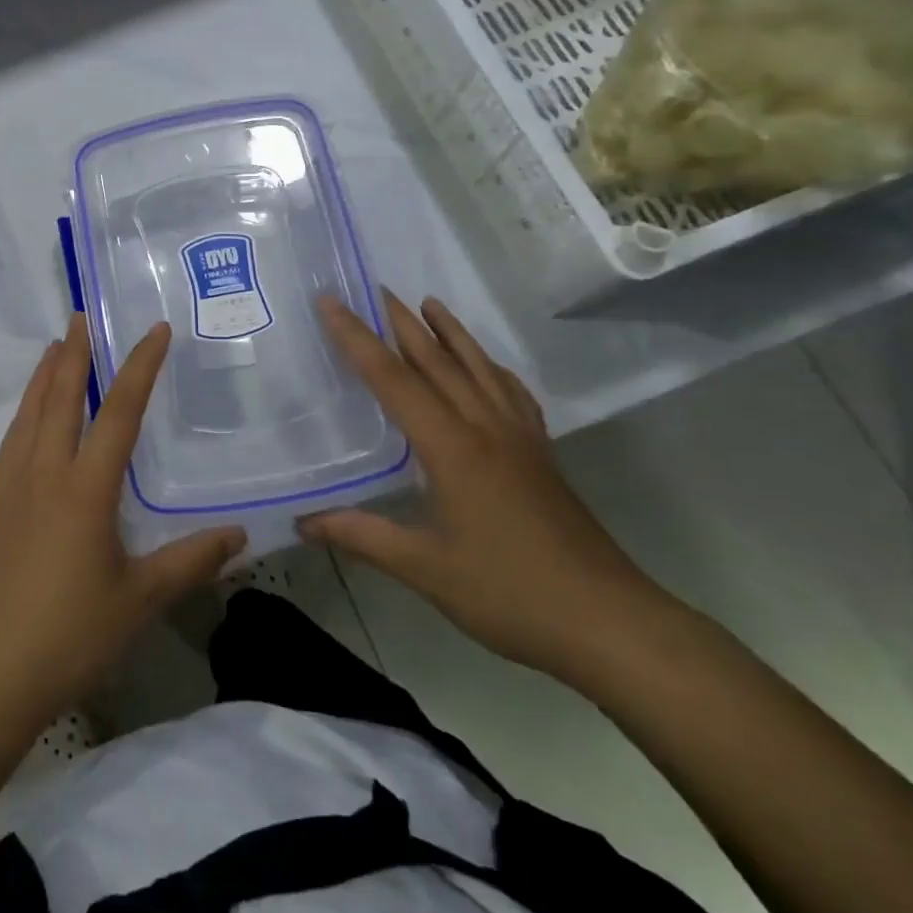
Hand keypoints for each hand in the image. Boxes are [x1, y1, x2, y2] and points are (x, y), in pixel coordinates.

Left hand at [0, 315, 246, 727]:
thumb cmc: (71, 634)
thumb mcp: (141, 600)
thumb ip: (191, 561)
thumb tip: (240, 534)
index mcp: (85, 488)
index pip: (117, 412)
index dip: (138, 367)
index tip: (154, 330)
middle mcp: (46, 474)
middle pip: (60, 398)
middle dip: (74, 353)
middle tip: (82, 315)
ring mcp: (16, 488)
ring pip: (30, 414)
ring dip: (43, 375)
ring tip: (54, 347)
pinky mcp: (0, 508)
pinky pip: (13, 441)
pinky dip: (25, 412)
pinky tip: (30, 416)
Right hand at [300, 291, 668, 683]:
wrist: (609, 623)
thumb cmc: (510, 593)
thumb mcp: (425, 569)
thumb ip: (361, 536)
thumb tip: (303, 522)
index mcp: (451, 447)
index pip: (392, 379)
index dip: (357, 339)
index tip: (332, 302)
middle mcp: (485, 428)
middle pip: (437, 361)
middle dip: (403, 323)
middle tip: (376, 289)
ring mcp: (520, 439)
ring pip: (479, 369)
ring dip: (451, 333)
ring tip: (430, 303)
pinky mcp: (541, 456)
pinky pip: (512, 394)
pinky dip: (492, 368)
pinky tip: (487, 367)